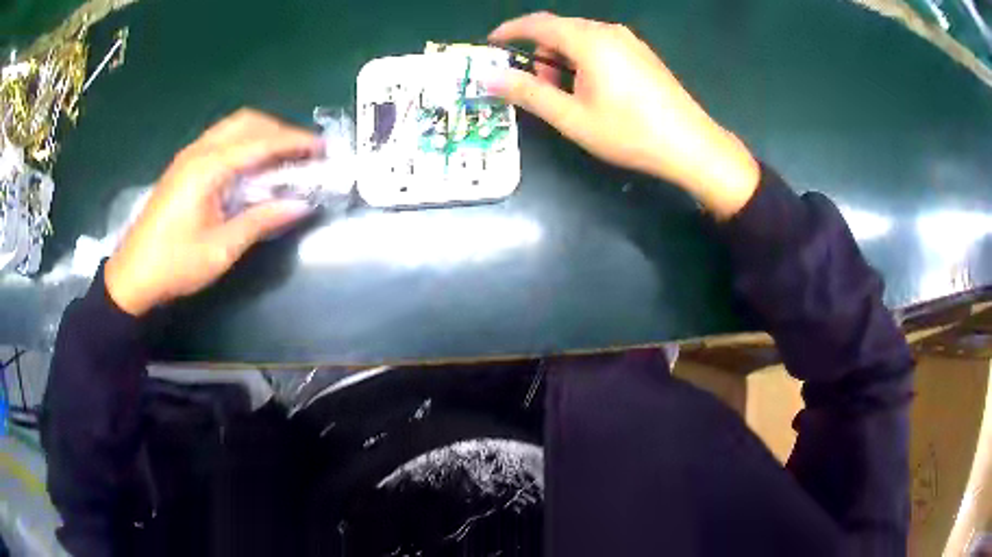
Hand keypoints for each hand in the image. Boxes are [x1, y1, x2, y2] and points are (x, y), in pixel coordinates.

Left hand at [105, 109, 320, 316]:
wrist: (132, 276)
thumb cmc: (175, 264)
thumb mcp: (221, 248)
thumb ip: (261, 220)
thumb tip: (301, 204)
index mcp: (207, 168)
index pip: (260, 142)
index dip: (294, 142)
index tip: (321, 148)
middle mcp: (198, 151)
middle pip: (247, 122)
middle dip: (279, 131)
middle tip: (302, 153)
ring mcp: (188, 156)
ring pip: (233, 127)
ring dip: (261, 134)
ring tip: (282, 158)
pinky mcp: (183, 166)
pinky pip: (221, 140)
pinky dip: (244, 143)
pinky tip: (251, 166)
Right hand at [488, 12, 759, 217]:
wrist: (690, 145)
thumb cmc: (628, 132)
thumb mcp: (571, 117)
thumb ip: (527, 93)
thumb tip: (488, 78)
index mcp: (588, 40)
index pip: (537, 23)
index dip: (509, 32)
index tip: (491, 46)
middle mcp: (608, 31)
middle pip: (559, 30)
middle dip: (538, 53)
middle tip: (534, 87)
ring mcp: (629, 41)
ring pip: (580, 39)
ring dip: (561, 59)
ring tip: (565, 95)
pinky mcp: (642, 54)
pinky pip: (601, 46)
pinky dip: (584, 61)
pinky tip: (592, 90)